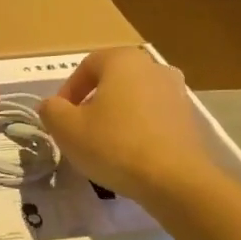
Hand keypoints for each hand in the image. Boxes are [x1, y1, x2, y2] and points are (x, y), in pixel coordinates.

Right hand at [38, 48, 216, 206]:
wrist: (174, 178)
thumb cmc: (114, 145)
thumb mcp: (67, 129)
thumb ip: (51, 110)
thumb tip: (52, 105)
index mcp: (123, 60)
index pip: (86, 66)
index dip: (67, 91)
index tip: (59, 118)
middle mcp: (153, 67)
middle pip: (112, 81)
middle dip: (92, 104)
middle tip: (78, 131)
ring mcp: (176, 91)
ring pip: (133, 99)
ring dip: (115, 117)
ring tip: (103, 146)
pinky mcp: (189, 118)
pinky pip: (152, 117)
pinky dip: (137, 129)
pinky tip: (129, 155)